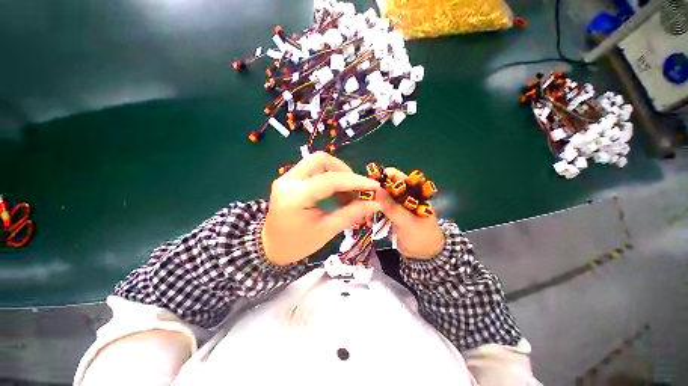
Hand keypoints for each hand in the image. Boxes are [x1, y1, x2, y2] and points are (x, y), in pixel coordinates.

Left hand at [262, 152, 380, 265]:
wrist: (271, 246)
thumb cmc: (297, 244)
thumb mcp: (326, 231)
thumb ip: (351, 214)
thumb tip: (375, 203)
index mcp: (295, 197)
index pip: (329, 180)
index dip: (354, 181)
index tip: (374, 186)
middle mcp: (288, 180)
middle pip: (321, 160)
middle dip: (344, 170)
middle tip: (356, 188)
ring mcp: (286, 177)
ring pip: (317, 162)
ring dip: (337, 173)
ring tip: (348, 192)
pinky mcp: (289, 179)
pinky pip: (313, 169)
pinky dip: (329, 176)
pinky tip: (337, 191)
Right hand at [375, 167, 444, 259]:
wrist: (424, 255)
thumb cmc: (421, 237)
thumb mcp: (407, 222)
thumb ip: (391, 207)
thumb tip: (376, 189)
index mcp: (411, 190)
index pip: (395, 175)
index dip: (381, 177)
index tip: (368, 187)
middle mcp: (401, 194)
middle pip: (383, 186)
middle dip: (372, 194)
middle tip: (364, 205)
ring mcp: (394, 204)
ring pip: (377, 198)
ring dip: (370, 206)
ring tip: (366, 217)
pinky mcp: (388, 213)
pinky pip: (376, 209)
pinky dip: (371, 214)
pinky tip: (368, 222)